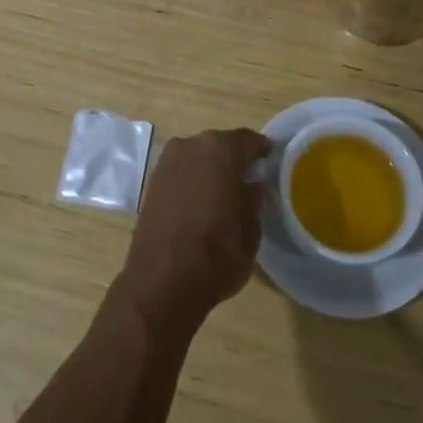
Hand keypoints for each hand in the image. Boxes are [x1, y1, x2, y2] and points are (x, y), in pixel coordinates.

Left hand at [117, 128, 269, 334]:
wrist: (162, 281)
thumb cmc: (218, 252)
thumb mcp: (251, 229)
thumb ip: (254, 198)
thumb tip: (252, 185)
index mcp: (220, 149)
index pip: (248, 140)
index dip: (262, 150)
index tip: (271, 161)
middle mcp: (191, 145)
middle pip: (220, 145)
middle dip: (234, 159)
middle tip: (248, 179)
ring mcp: (167, 162)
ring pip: (198, 158)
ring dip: (210, 170)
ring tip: (224, 194)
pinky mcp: (152, 183)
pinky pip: (181, 173)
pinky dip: (192, 182)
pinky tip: (200, 203)